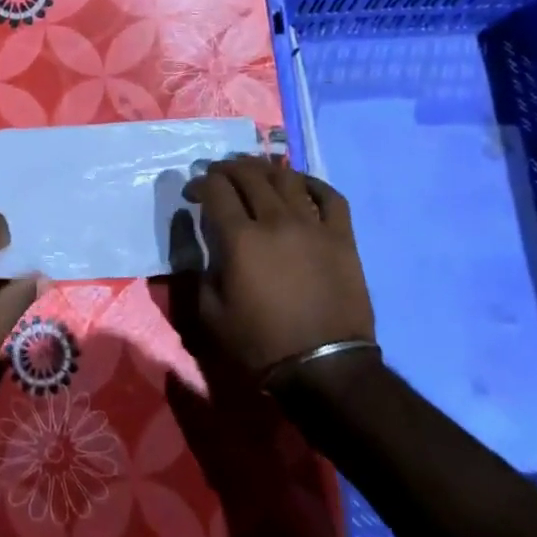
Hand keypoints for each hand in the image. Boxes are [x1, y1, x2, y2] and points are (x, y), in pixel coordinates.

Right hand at [182, 156, 373, 378]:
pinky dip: (312, 183)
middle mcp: (276, 221)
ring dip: (264, 169)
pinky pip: (330, 196)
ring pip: (287, 178)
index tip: (193, 193)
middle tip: (218, 175)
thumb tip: (203, 241)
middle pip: (249, 175)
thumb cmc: (259, 344)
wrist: (324, 368)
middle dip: (227, 169)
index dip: (200, 184)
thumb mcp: (210, 313)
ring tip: (254, 172)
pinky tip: (299, 183)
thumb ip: (200, 269)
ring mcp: (313, 226)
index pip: (216, 190)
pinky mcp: (342, 237)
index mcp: (240, 239)